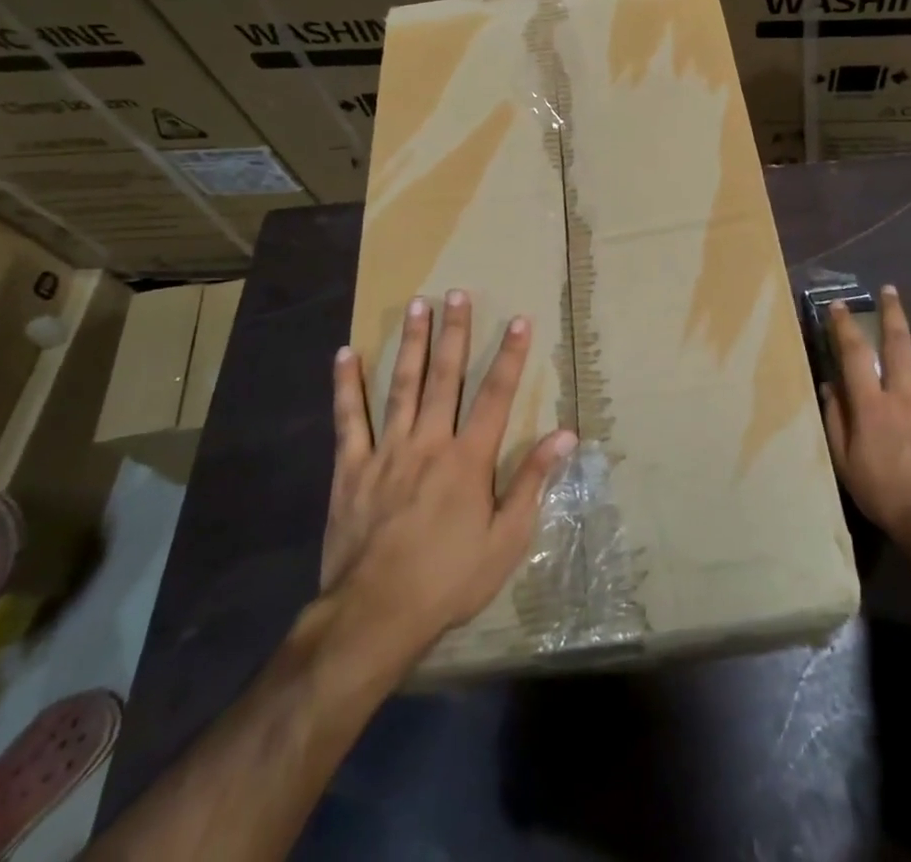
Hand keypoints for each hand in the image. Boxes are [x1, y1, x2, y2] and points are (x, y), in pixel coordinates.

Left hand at [322, 290, 574, 647]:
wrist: (374, 617)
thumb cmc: (448, 580)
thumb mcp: (505, 540)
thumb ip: (532, 482)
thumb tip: (565, 435)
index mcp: (468, 459)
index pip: (496, 395)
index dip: (510, 355)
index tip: (519, 319)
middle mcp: (429, 442)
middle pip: (445, 377)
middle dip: (455, 332)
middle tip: (458, 292)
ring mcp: (386, 452)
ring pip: (402, 385)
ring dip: (411, 343)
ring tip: (417, 305)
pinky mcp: (350, 468)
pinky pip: (348, 420)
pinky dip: (346, 386)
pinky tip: (344, 355)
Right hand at [821, 286, 910, 558]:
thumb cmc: (884, 492)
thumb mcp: (845, 461)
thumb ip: (836, 420)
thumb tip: (829, 386)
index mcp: (871, 404)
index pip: (854, 354)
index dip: (845, 326)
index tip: (840, 305)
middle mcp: (903, 392)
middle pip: (897, 343)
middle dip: (892, 313)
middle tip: (890, 290)